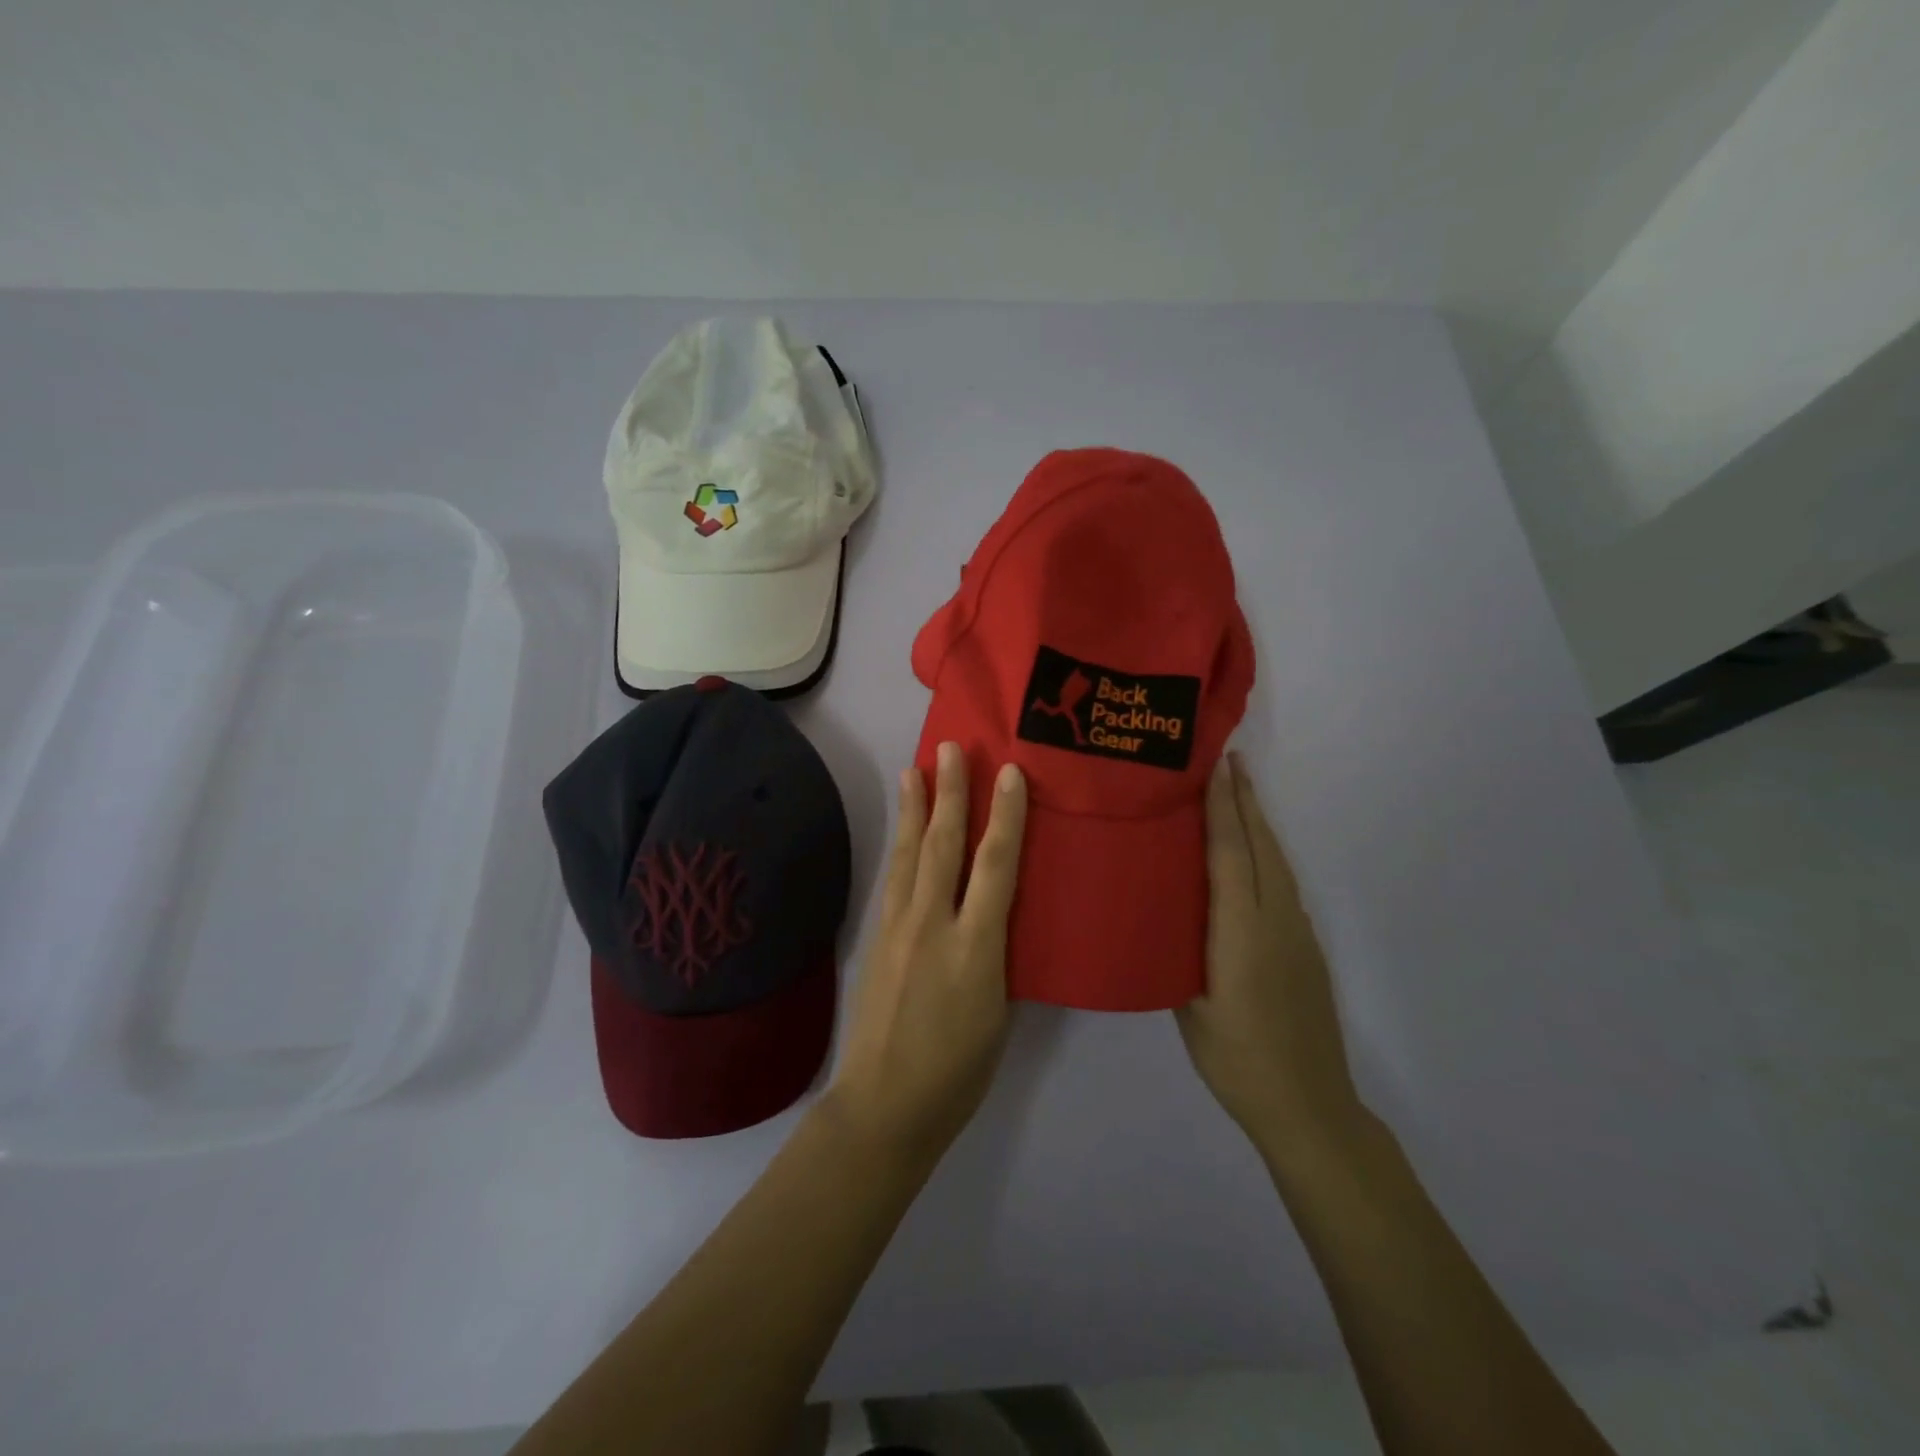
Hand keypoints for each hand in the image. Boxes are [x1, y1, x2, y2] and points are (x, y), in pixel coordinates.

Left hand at [826, 742, 1028, 1162]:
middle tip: (950, 748)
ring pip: (909, 855)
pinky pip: (893, 879)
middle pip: (943, 846)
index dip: (1006, 817)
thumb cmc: (958, 1070)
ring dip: (914, 809)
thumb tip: (995, 917)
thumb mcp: (999, 1012)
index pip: (996, 867)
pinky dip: (899, 846)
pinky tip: (901, 832)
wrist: (886, 1104)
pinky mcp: (877, 938)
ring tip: (914, 770)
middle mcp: (933, 926)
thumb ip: (997, 955)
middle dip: (950, 794)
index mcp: (976, 948)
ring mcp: (899, 929)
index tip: (1010, 774)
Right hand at [1177, 753, 1366, 1162]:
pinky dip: (1266, 855)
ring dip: (1258, 825)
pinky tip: (1253, 857)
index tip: (1216, 768)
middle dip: (1245, 801)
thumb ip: (1180, 953)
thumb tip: (1164, 916)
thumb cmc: (1237, 1059)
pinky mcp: (1306, 948)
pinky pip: (1283, 885)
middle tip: (1230, 761)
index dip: (1222, 808)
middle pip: (1261, 847)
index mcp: (1241, 930)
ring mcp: (1297, 933)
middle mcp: (1275, 919)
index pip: (1230, 854)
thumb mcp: (1189, 1007)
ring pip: (1277, 863)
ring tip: (1240, 795)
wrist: (1309, 1106)